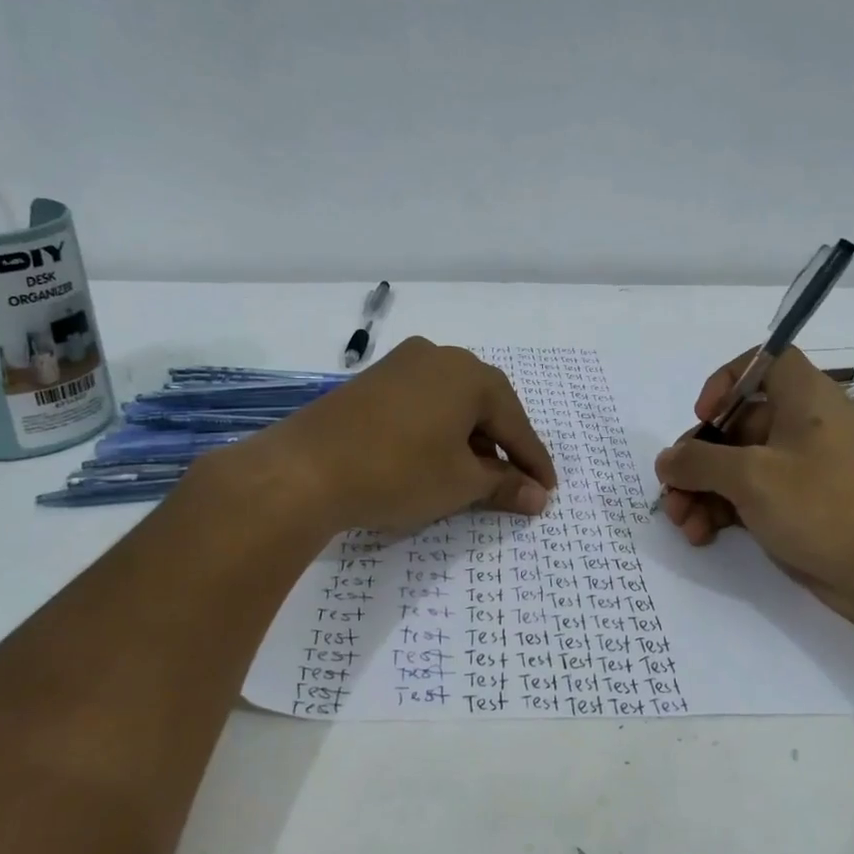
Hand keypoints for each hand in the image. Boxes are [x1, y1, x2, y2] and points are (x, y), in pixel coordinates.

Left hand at [228, 338, 556, 535]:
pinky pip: (422, 403)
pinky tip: (435, 457)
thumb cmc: (399, 472)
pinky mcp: (371, 382)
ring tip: (474, 475)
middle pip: (485, 406)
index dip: (533, 461)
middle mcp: (438, 357)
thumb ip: (504, 485)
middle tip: (515, 481)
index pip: (515, 423)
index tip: (548, 490)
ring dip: (469, 439)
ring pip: (451, 404)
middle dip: (502, 446)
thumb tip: (537, 496)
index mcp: (469, 374)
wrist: (305, 470)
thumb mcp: (460, 483)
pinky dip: (437, 431)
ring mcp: (400, 365)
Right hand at [654, 346, 853, 633]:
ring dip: (703, 492)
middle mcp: (802, 428)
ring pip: (739, 468)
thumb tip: (667, 460)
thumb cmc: (830, 506)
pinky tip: (703, 536)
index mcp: (803, 398)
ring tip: (683, 525)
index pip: (762, 362)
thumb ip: (700, 463)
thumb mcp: (754, 478)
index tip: (703, 415)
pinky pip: (753, 500)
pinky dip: (725, 513)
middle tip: (671, 493)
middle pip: (736, 425)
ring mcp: (804, 472)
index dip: (726, 380)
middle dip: (696, 459)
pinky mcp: (804, 511)